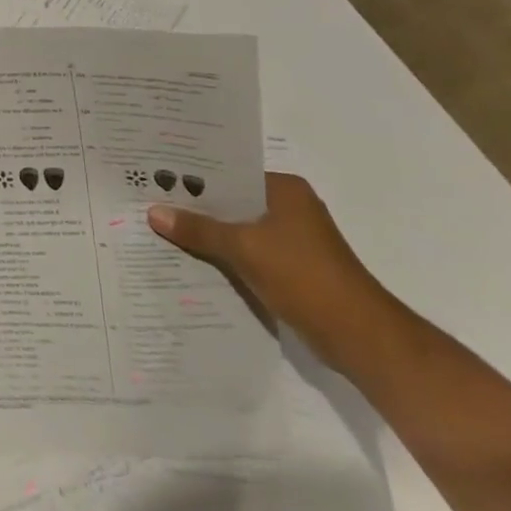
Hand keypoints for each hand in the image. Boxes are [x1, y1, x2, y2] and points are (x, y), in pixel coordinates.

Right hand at [147, 173, 394, 369]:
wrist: (360, 337)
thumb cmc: (305, 278)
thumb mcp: (244, 248)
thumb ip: (199, 229)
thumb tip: (154, 212)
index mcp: (285, 190)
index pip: (230, 173)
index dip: (193, 176)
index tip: (156, 175)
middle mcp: (290, 208)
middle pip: (231, 202)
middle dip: (195, 207)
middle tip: (149, 201)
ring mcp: (292, 240)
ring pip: (237, 229)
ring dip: (207, 234)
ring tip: (161, 229)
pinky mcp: (291, 269)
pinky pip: (246, 253)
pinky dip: (223, 256)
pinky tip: (190, 260)